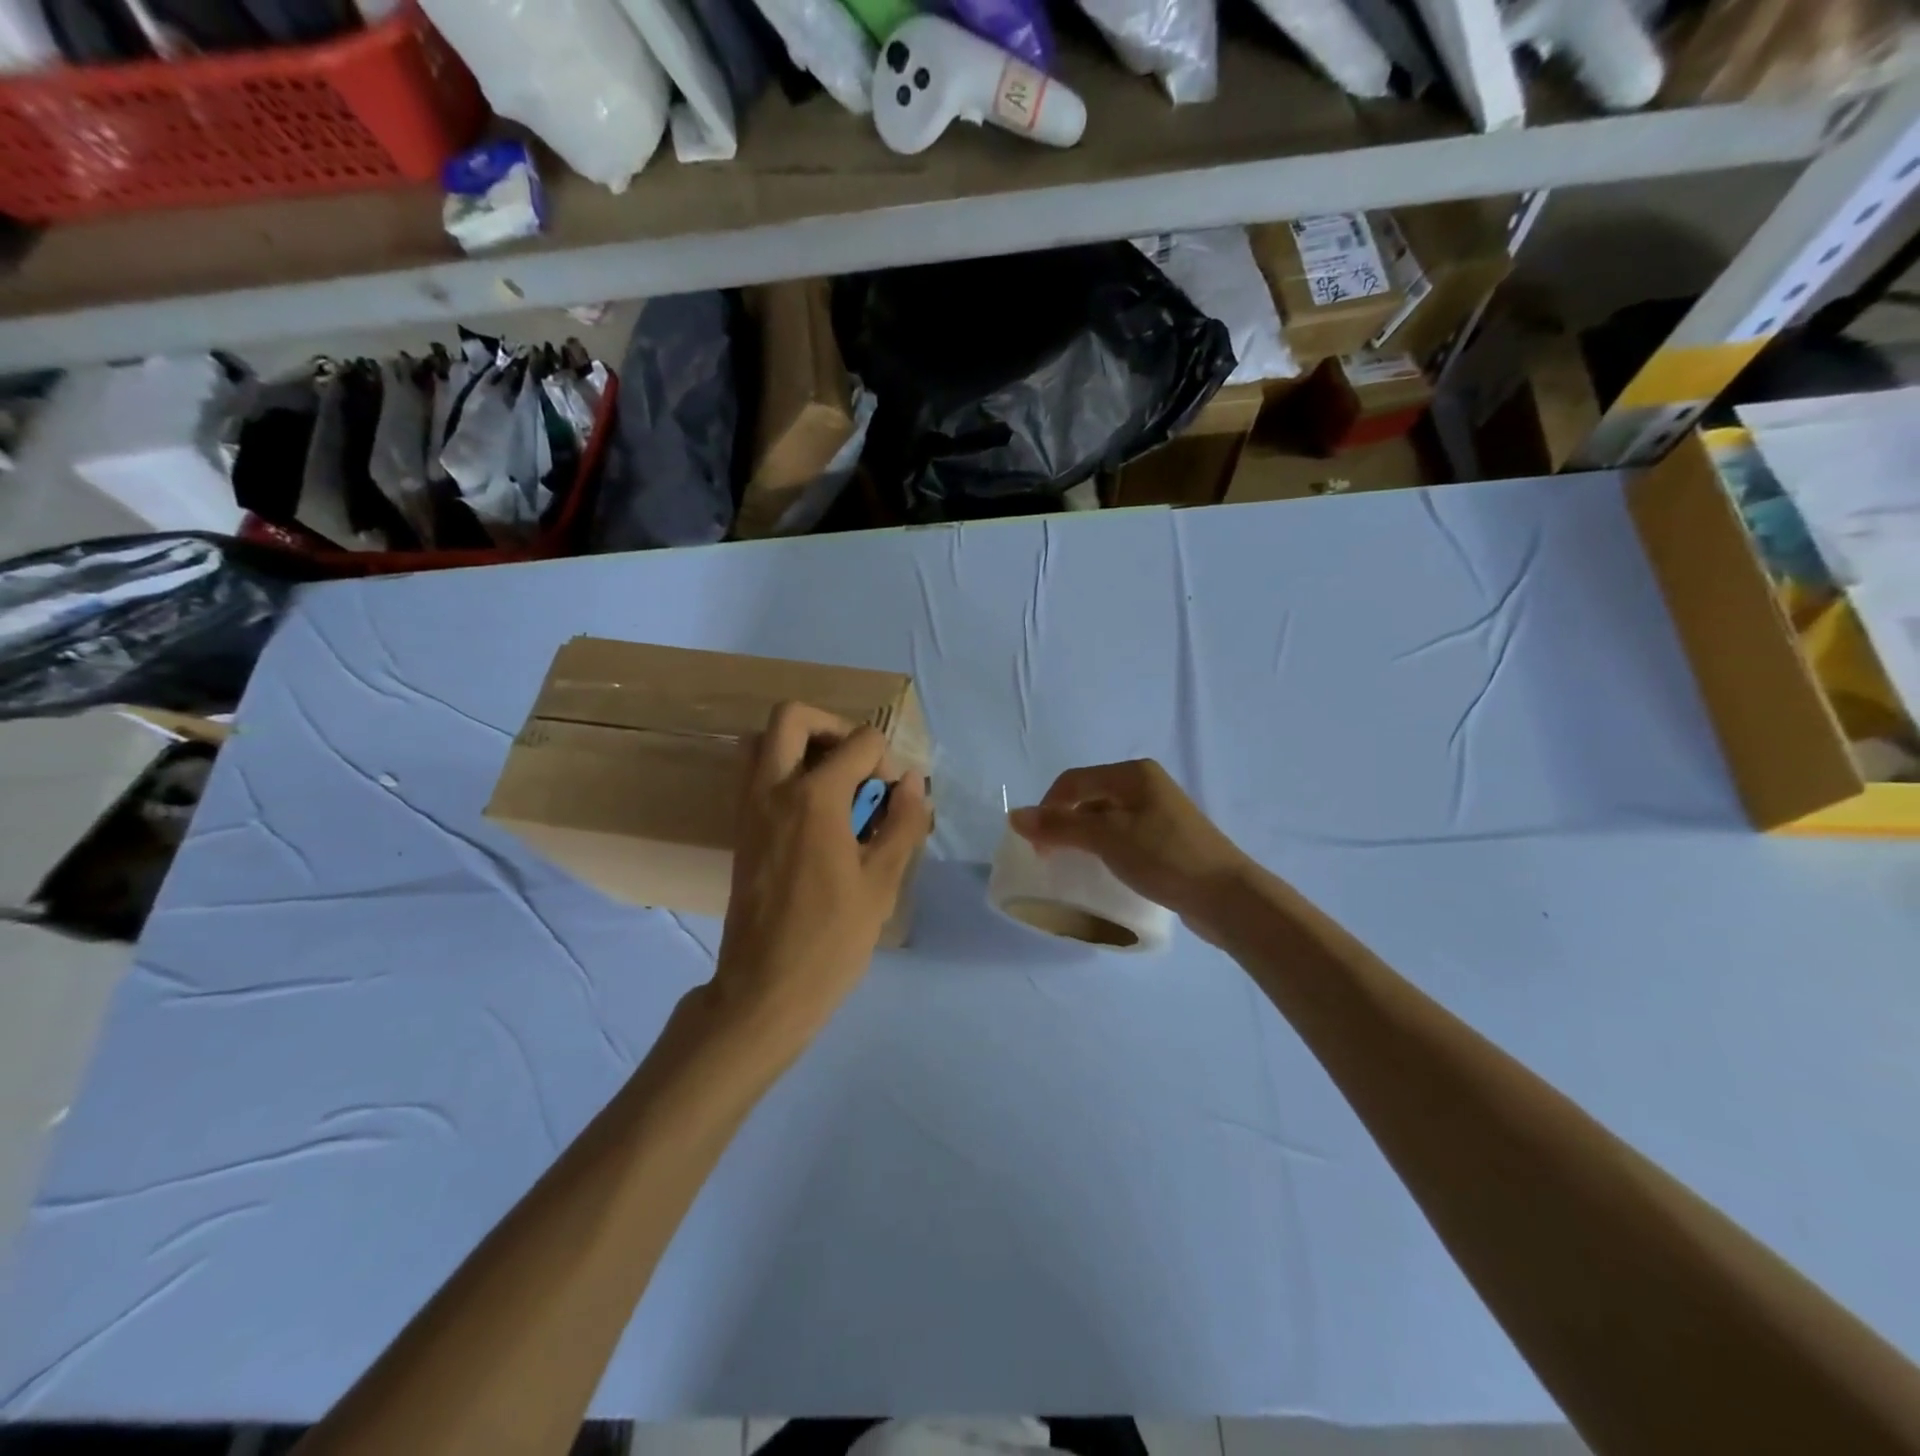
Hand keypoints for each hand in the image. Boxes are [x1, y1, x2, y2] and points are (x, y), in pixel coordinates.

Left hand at [710, 702, 931, 1047]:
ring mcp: (748, 807)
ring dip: (803, 745)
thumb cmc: (831, 938)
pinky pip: (756, 773)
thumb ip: (903, 822)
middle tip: (858, 765)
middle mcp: (773, 788)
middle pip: (793, 717)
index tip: (893, 799)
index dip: (886, 761)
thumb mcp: (882, 882)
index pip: (860, 742)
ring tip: (835, 784)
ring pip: (764, 741)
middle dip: (833, 727)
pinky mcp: (740, 828)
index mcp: (814, 797)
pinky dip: (785, 770)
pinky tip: (816, 814)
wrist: (765, 988)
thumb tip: (913, 781)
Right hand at [1009, 760, 1255, 942]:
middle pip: (1088, 797)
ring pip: (1105, 818)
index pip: (1073, 781)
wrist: (1227, 896)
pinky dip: (1104, 848)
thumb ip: (1060, 826)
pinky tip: (1103, 870)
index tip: (1035, 846)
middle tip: (1050, 857)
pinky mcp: (1167, 839)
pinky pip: (1123, 836)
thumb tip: (1015, 816)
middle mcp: (1145, 785)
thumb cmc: (1164, 857)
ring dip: (1083, 838)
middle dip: (1063, 823)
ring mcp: (1159, 812)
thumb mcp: (1107, 838)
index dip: (1047, 809)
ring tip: (1073, 865)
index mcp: (1132, 774)